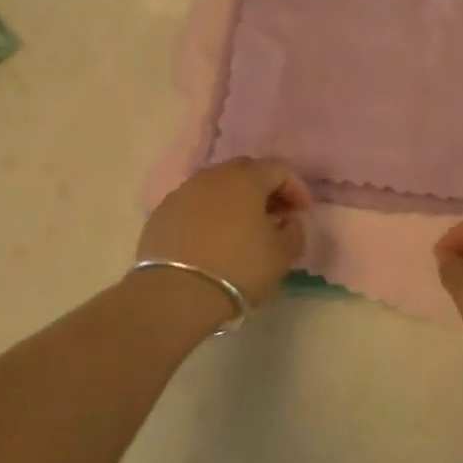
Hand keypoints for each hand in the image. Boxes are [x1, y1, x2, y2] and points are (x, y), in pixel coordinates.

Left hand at [137, 158, 311, 307]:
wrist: (175, 293)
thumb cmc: (238, 269)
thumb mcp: (281, 255)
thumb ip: (294, 231)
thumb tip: (289, 221)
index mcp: (245, 179)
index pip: (278, 169)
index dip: (295, 189)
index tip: (301, 214)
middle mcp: (212, 176)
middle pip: (245, 171)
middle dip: (264, 189)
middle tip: (274, 216)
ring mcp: (182, 192)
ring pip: (216, 186)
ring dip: (234, 201)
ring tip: (242, 229)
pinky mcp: (161, 213)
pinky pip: (193, 205)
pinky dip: (208, 215)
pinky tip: (211, 240)